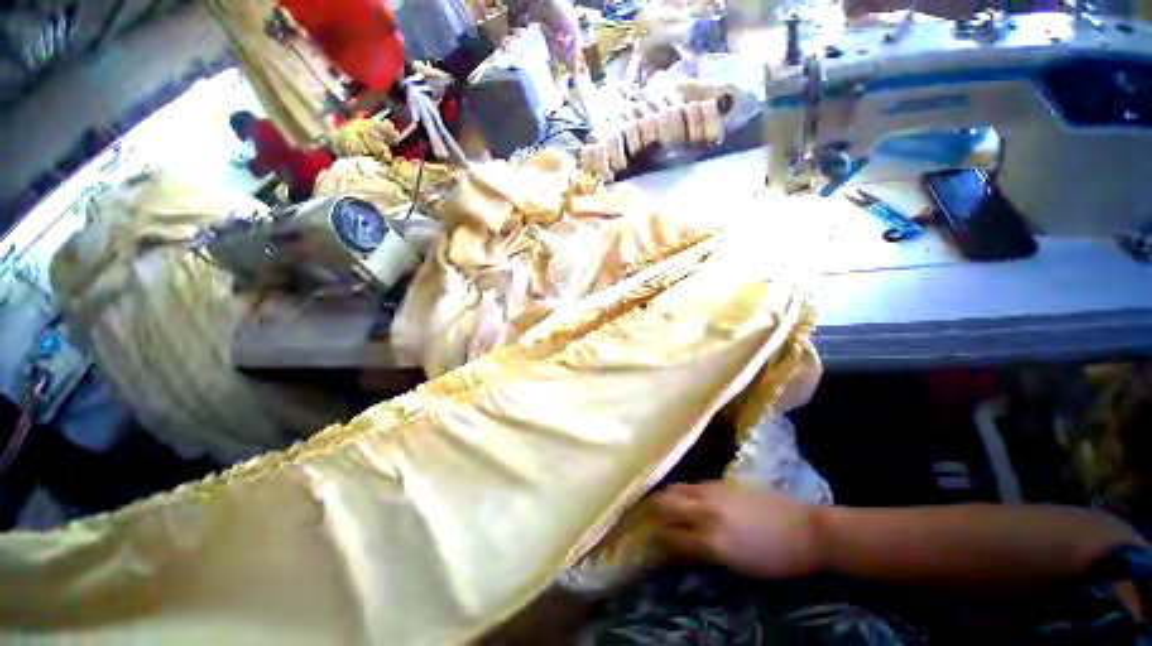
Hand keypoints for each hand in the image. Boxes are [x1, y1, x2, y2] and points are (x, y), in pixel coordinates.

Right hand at [652, 481, 821, 579]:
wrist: (806, 530)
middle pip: (664, 503)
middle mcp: (705, 510)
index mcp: (710, 539)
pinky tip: (691, 501)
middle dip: (654, 513)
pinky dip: (685, 492)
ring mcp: (712, 491)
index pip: (669, 537)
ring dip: (667, 498)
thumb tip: (677, 547)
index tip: (648, 548)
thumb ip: (702, 552)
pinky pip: (693, 484)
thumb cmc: (774, 559)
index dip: (655, 544)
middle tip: (654, 523)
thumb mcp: (736, 567)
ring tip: (667, 509)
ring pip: (675, 488)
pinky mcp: (721, 481)